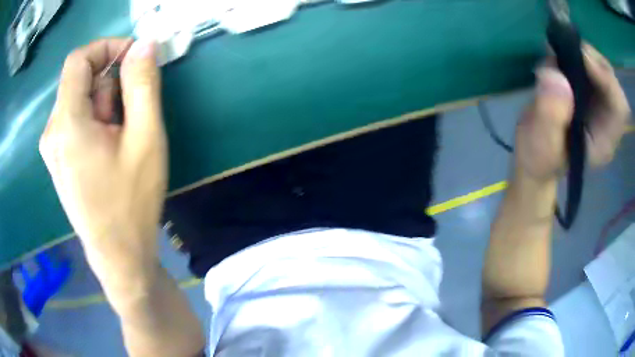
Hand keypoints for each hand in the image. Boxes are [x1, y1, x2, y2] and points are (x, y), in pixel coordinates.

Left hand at [39, 39, 166, 275]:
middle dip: (109, 86)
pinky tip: (107, 149)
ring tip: (120, 139)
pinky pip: (74, 120)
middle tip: (131, 116)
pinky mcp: (56, 158)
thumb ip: (143, 84)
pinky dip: (94, 121)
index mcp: (67, 124)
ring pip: (78, 101)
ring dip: (103, 106)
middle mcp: (51, 131)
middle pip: (79, 81)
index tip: (133, 58)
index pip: (78, 59)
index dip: (107, 48)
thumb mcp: (146, 139)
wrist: (118, 256)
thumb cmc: (131, 202)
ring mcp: (51, 147)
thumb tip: (145, 44)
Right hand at [515, 44, 630, 181]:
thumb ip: (550, 115)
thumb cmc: (539, 159)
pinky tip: (556, 55)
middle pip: (611, 79)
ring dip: (579, 52)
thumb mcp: (541, 145)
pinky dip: (572, 52)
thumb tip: (554, 74)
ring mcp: (597, 102)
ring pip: (599, 65)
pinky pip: (587, 62)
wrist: (534, 155)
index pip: (619, 105)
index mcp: (604, 140)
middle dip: (591, 58)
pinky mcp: (585, 89)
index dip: (606, 78)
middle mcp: (606, 119)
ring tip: (556, 52)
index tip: (581, 58)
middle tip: (566, 47)